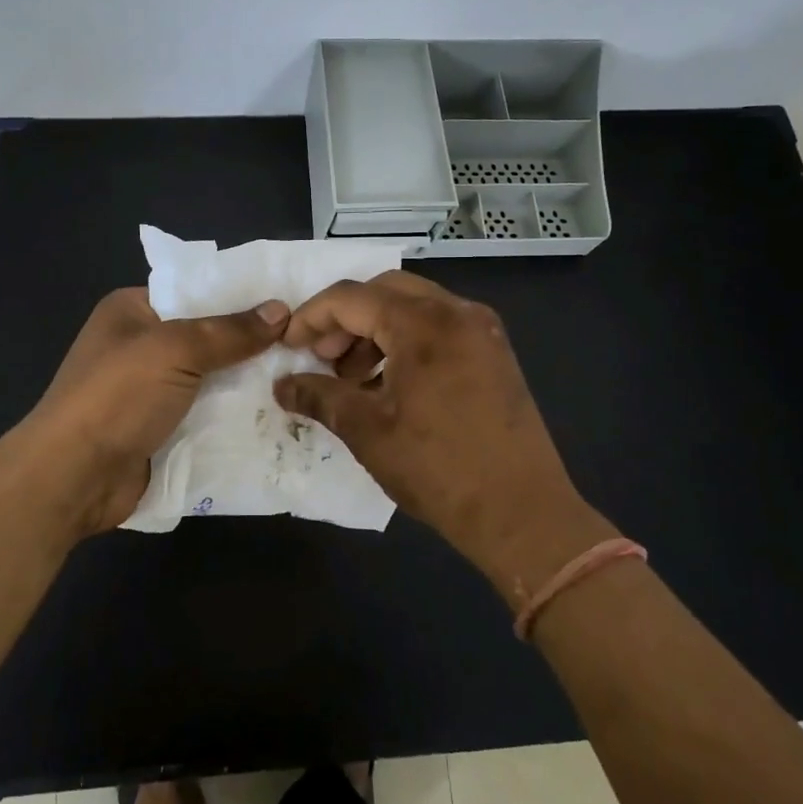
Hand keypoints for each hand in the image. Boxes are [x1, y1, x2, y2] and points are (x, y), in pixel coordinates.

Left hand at [19, 287, 288, 534]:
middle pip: (208, 337)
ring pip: (212, 378)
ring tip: (307, 376)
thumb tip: (282, 310)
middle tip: (309, 343)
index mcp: (134, 310)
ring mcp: (151, 391)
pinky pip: (207, 414)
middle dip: (253, 343)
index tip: (292, 301)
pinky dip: (236, 415)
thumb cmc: (117, 397)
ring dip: (249, 383)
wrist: (73, 477)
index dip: (242, 296)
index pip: (197, 290)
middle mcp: (142, 346)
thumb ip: (229, 331)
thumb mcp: (174, 349)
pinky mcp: (161, 429)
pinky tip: (280, 413)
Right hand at [273, 272, 615, 609]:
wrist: (521, 512)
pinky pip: (439, 327)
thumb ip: (319, 396)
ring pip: (414, 306)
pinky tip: (390, 384)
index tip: (288, 345)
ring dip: (375, 330)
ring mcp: (482, 331)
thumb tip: (281, 387)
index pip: (352, 297)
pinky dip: (406, 341)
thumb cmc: (437, 468)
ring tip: (352, 378)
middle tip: (322, 358)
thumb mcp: (366, 431)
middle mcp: (457, 312)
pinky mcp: (494, 354)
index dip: (312, 317)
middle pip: (384, 291)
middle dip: (345, 319)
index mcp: (424, 323)